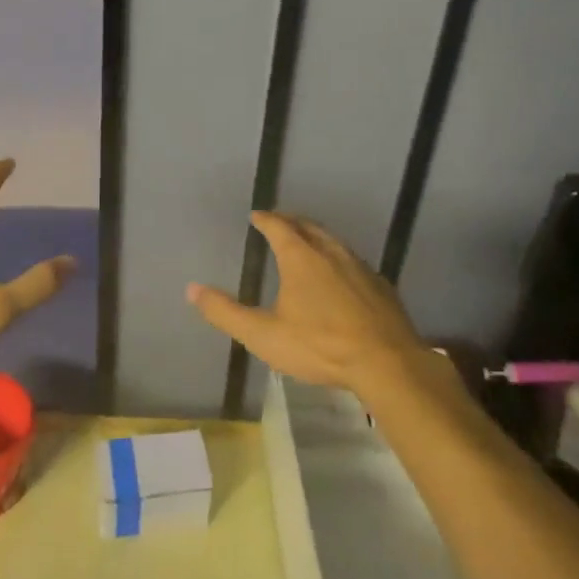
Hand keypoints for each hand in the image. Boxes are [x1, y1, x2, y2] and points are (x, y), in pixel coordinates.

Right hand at [186, 211, 422, 395]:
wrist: (386, 363)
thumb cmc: (319, 346)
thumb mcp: (264, 335)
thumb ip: (226, 313)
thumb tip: (192, 289)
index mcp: (301, 258)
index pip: (279, 227)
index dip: (266, 220)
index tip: (256, 215)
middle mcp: (331, 253)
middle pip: (309, 227)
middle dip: (292, 222)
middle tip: (280, 222)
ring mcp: (360, 267)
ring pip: (334, 242)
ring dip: (317, 237)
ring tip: (307, 242)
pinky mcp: (380, 285)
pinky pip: (354, 261)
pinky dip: (339, 258)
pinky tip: (341, 275)